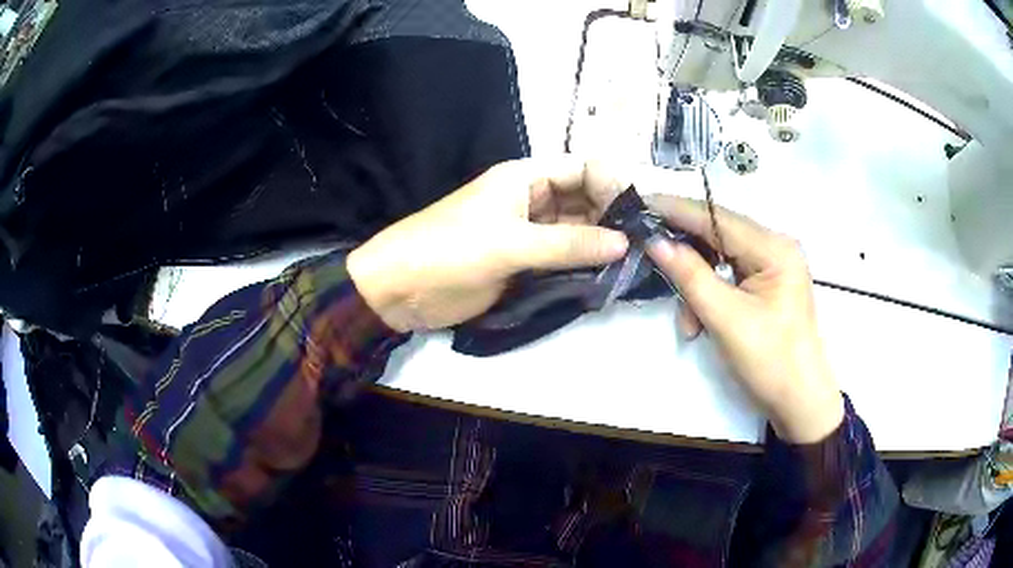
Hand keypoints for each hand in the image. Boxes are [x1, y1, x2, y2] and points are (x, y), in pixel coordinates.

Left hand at [348, 158, 629, 332]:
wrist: (400, 289)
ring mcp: (527, 233)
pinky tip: (605, 277)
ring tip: (633, 262)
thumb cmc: (449, 250)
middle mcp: (530, 200)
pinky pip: (560, 259)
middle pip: (583, 200)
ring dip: (599, 244)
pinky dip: (581, 266)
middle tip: (644, 244)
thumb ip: (568, 244)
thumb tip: (624, 243)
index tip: (640, 213)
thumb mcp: (510, 243)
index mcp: (524, 178)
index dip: (612, 184)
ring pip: (574, 231)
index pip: (582, 169)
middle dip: (611, 217)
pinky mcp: (522, 263)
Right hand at [645, 195, 843, 443]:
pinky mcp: (767, 285)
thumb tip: (655, 241)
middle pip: (719, 236)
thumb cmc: (770, 361)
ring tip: (688, 323)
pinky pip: (729, 278)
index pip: (718, 218)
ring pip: (720, 260)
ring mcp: (772, 266)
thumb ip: (690, 275)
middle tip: (650, 261)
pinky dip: (709, 296)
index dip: (677, 210)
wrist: (799, 401)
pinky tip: (700, 322)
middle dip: (687, 258)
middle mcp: (775, 248)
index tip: (641, 203)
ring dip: (697, 287)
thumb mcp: (726, 319)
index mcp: (774, 249)